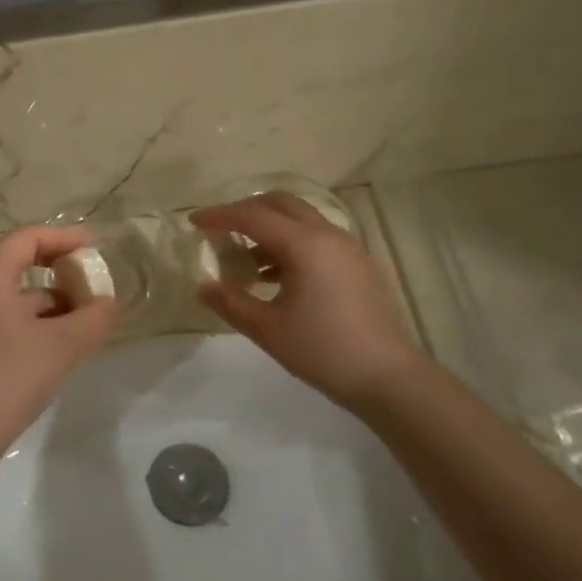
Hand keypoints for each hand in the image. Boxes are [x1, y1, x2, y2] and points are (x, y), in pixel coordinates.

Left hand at [0, 227, 117, 442]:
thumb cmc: (15, 374)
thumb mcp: (65, 344)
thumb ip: (95, 317)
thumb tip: (108, 303)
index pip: (27, 237)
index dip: (64, 238)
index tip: (94, 249)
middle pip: (15, 257)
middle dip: (54, 262)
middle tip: (85, 271)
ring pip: (10, 287)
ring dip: (46, 292)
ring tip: (81, 309)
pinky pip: (3, 309)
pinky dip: (31, 313)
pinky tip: (58, 334)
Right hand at [192, 193, 421, 408]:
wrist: (387, 377)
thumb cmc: (323, 351)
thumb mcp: (267, 329)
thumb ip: (230, 302)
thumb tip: (204, 285)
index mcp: (305, 245)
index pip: (253, 217)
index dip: (219, 216)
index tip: (194, 222)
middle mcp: (328, 235)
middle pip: (281, 203)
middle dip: (246, 210)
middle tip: (221, 230)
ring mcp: (348, 247)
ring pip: (301, 219)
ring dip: (269, 227)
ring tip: (246, 260)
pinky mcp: (358, 264)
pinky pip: (317, 237)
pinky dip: (290, 242)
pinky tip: (276, 276)